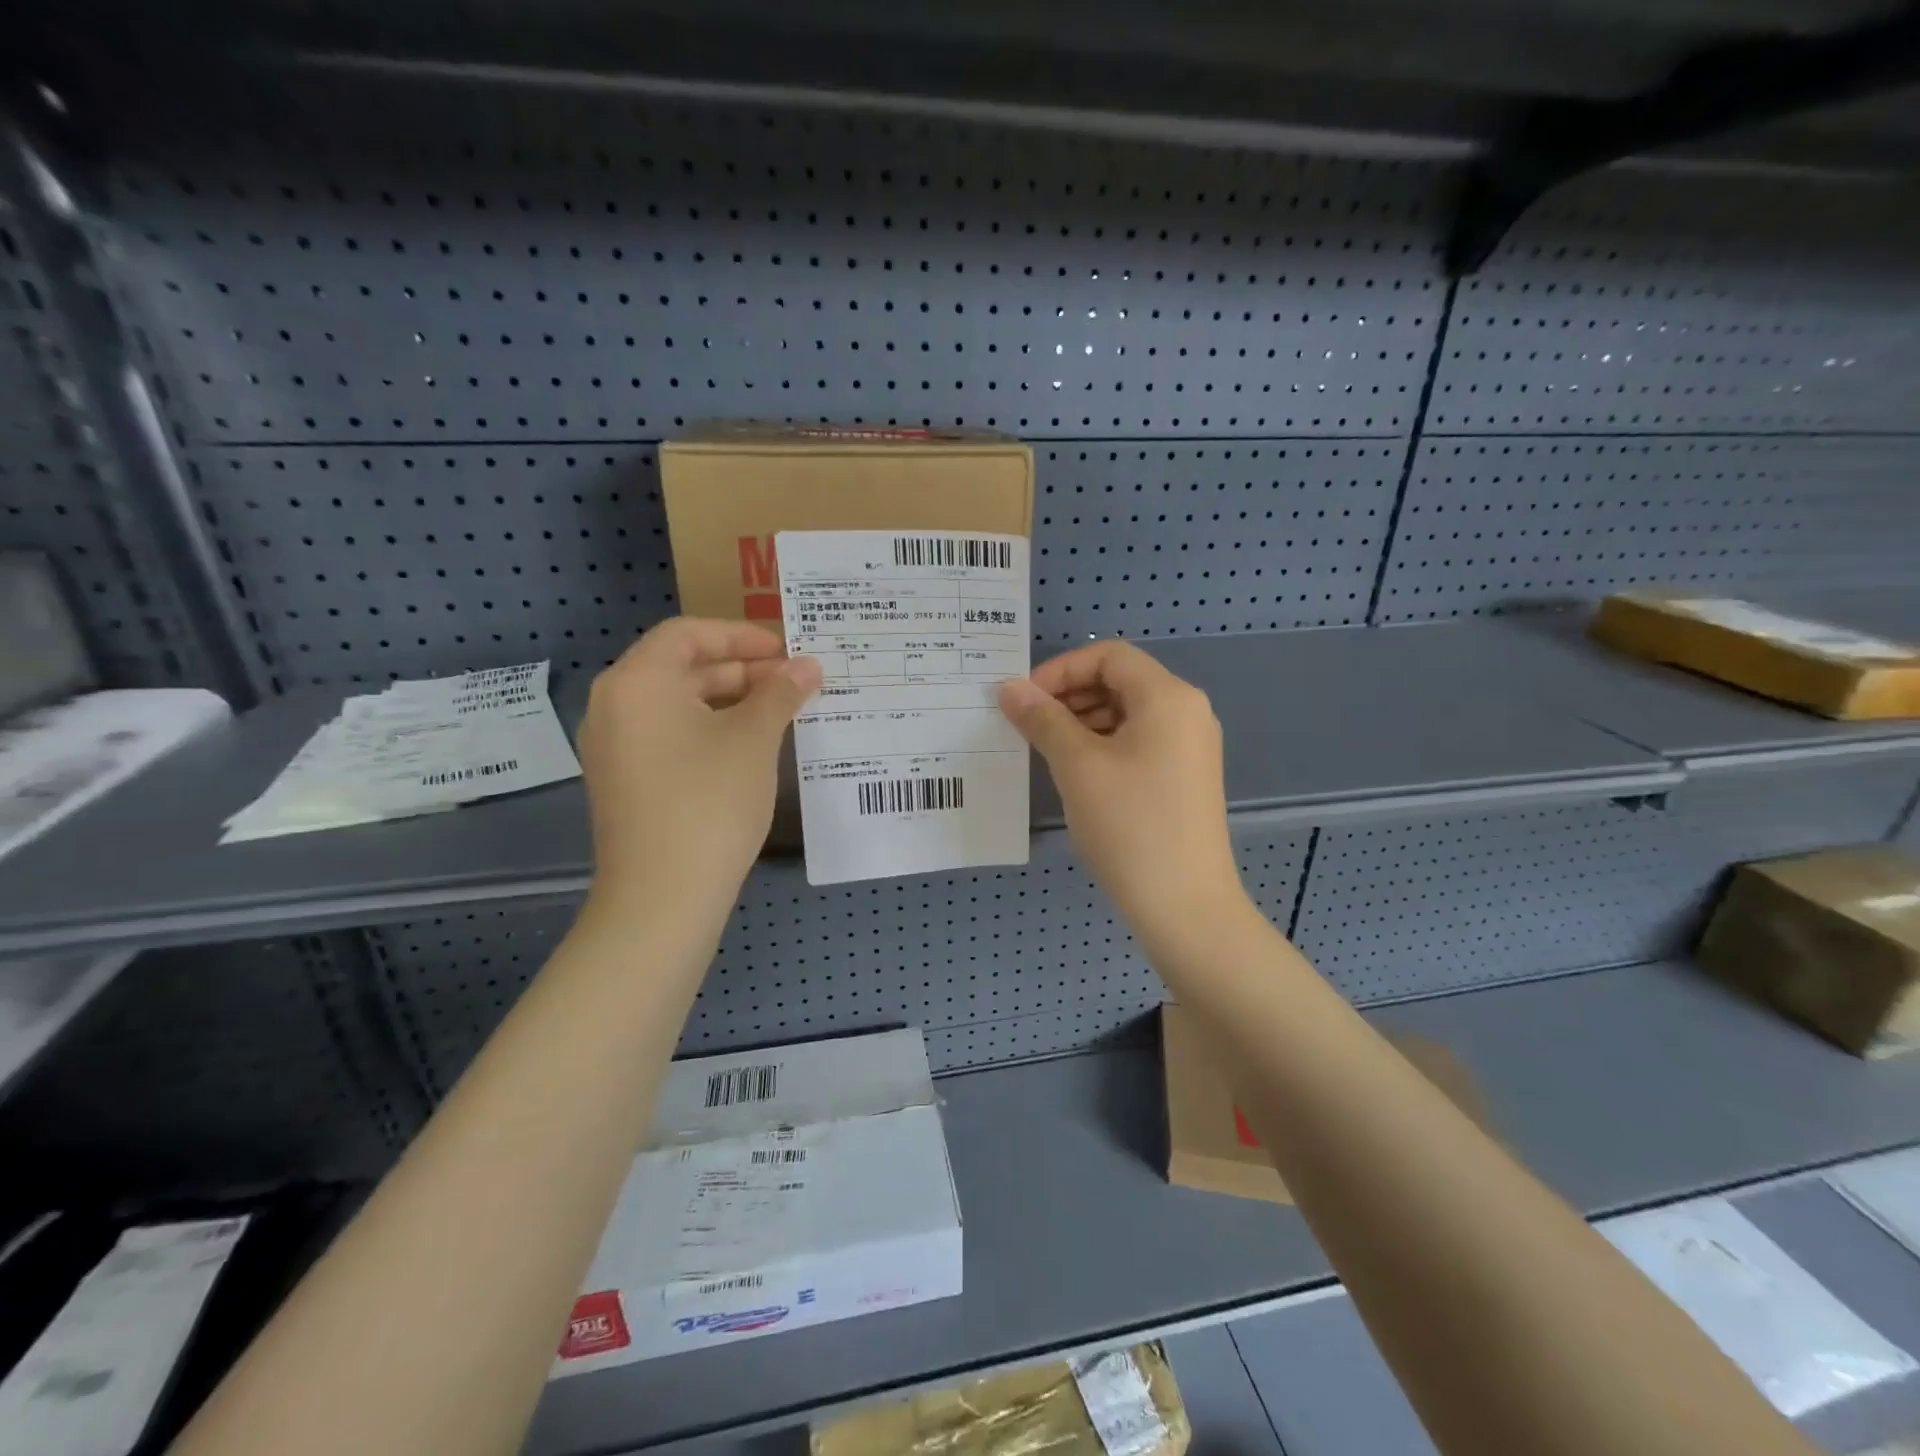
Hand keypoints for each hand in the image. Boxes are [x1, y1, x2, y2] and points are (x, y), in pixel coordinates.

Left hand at [578, 618, 820, 917]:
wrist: (663, 897)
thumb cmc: (709, 801)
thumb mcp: (753, 740)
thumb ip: (781, 694)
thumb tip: (808, 666)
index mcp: (637, 683)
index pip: (688, 634)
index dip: (741, 635)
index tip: (786, 650)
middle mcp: (615, 706)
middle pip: (682, 668)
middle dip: (742, 671)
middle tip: (794, 684)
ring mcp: (615, 748)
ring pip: (678, 705)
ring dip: (731, 702)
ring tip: (781, 714)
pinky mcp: (626, 782)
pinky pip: (670, 736)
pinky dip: (710, 730)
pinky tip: (751, 748)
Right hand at [998, 641, 1247, 944]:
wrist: (1185, 906)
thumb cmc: (1129, 826)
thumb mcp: (1077, 766)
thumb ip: (1042, 719)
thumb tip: (1009, 688)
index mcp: (1168, 697)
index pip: (1108, 655)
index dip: (1060, 670)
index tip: (1024, 701)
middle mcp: (1187, 711)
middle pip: (1120, 680)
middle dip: (1069, 695)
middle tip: (1029, 726)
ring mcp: (1190, 746)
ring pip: (1127, 713)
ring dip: (1083, 720)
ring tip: (1047, 750)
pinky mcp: (1185, 777)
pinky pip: (1139, 741)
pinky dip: (1103, 744)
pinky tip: (1076, 773)